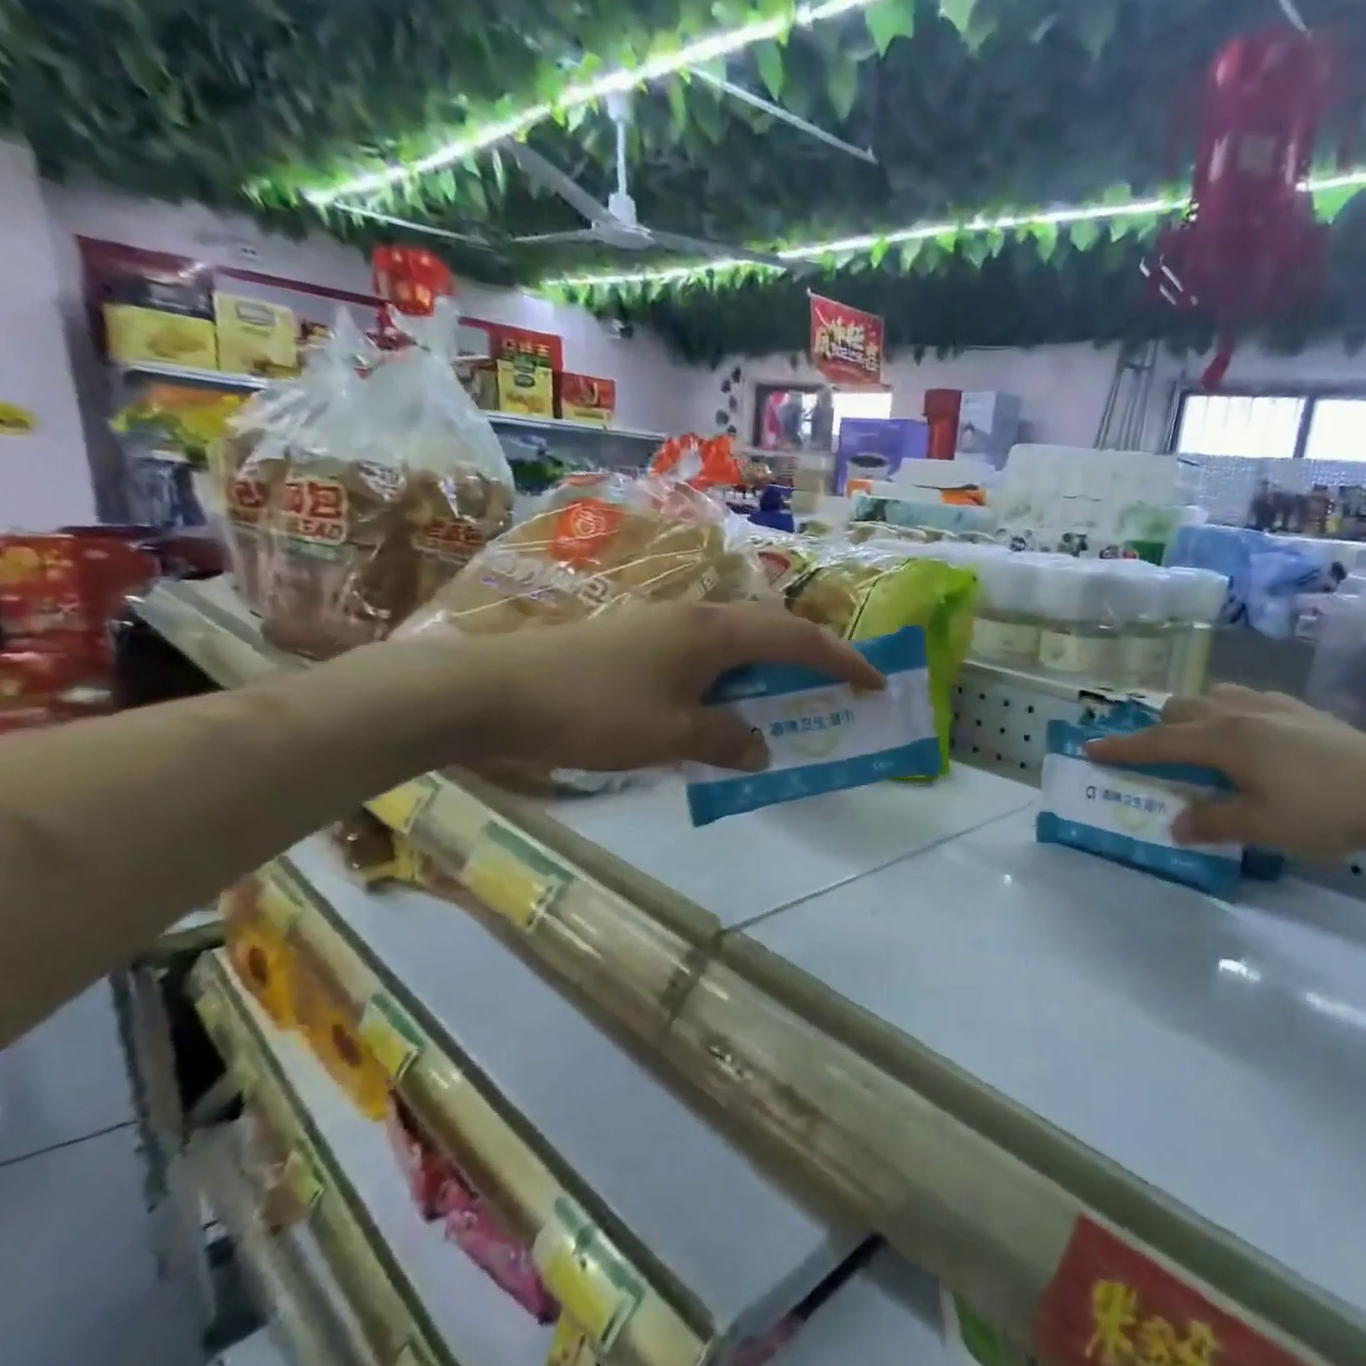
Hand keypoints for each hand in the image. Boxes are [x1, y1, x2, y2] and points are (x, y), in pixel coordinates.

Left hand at [434, 601, 883, 772]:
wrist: (488, 691)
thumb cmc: (590, 711)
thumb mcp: (670, 736)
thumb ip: (726, 740)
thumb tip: (761, 748)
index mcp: (714, 632)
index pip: (797, 640)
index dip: (842, 660)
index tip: (876, 681)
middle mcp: (696, 617)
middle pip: (773, 631)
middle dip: (812, 659)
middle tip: (838, 691)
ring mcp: (664, 625)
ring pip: (738, 643)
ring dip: (770, 670)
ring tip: (787, 702)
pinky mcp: (638, 640)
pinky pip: (706, 656)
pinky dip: (732, 680)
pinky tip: (723, 707)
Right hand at [1083, 685, 1365, 856]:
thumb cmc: (1324, 809)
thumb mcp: (1261, 826)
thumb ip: (1212, 822)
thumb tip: (1175, 824)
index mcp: (1223, 738)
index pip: (1158, 743)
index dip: (1121, 748)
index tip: (1089, 748)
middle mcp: (1239, 712)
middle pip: (1180, 709)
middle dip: (1157, 730)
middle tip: (1154, 761)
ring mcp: (1271, 706)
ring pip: (1212, 699)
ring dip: (1192, 719)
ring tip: (1198, 750)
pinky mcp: (1299, 710)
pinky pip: (1244, 702)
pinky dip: (1226, 717)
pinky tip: (1247, 743)